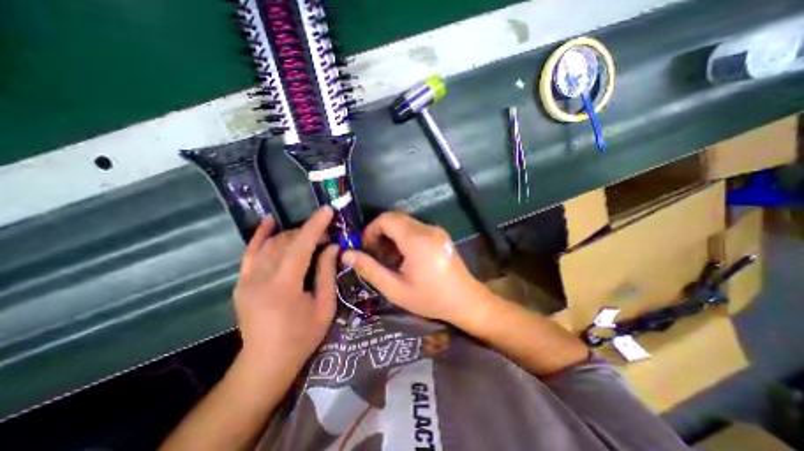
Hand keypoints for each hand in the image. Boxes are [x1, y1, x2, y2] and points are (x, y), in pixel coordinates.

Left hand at [235, 208, 335, 372]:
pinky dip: (260, 235)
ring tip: (309, 235)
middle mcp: (260, 278)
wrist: (265, 362)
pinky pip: (250, 252)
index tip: (327, 210)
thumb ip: (327, 273)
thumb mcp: (324, 306)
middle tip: (327, 235)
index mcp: (283, 286)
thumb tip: (332, 247)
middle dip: (308, 232)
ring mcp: (247, 279)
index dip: (315, 226)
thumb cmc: (302, 337)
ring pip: (270, 244)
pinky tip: (269, 222)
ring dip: (292, 234)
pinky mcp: (242, 282)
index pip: (300, 246)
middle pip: (285, 242)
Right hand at [340, 212, 489, 326]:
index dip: (371, 229)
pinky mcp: (440, 235)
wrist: (466, 301)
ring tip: (388, 259)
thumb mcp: (395, 289)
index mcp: (416, 241)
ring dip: (392, 235)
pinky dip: (404, 237)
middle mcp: (427, 229)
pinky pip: (416, 228)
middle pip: (395, 218)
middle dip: (380, 232)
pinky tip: (404, 257)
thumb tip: (346, 254)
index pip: (387, 219)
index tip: (365, 247)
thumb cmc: (430, 299)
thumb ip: (369, 269)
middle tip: (375, 254)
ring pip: (405, 223)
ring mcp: (436, 230)